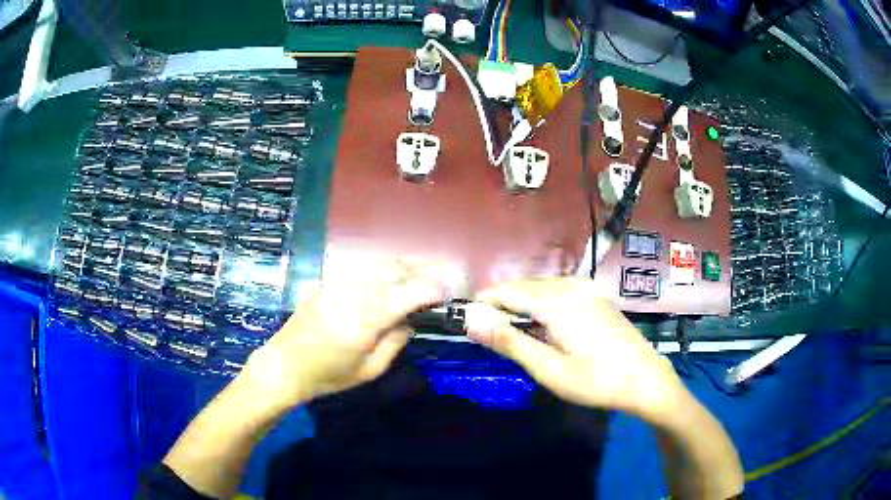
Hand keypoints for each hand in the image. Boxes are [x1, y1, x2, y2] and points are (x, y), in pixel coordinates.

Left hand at [238, 259, 446, 411]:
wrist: (284, 366)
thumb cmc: (329, 376)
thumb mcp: (370, 370)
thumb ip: (396, 341)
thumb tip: (411, 319)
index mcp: (365, 319)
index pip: (407, 293)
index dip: (431, 290)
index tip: (446, 293)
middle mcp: (352, 292)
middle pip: (394, 269)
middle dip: (419, 271)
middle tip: (436, 281)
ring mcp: (337, 282)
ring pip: (377, 264)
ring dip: (401, 267)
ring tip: (416, 277)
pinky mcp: (326, 281)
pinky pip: (360, 268)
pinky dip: (380, 270)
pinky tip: (386, 280)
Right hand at [467, 278, 684, 422]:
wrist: (646, 379)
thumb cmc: (596, 380)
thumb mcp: (548, 368)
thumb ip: (509, 342)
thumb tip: (471, 320)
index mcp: (557, 302)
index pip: (507, 291)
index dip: (484, 302)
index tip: (467, 320)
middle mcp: (571, 287)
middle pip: (524, 286)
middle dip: (501, 303)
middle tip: (487, 331)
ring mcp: (587, 290)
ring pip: (541, 287)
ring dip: (521, 303)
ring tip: (511, 330)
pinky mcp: (596, 297)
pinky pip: (558, 290)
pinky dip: (541, 303)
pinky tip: (543, 324)